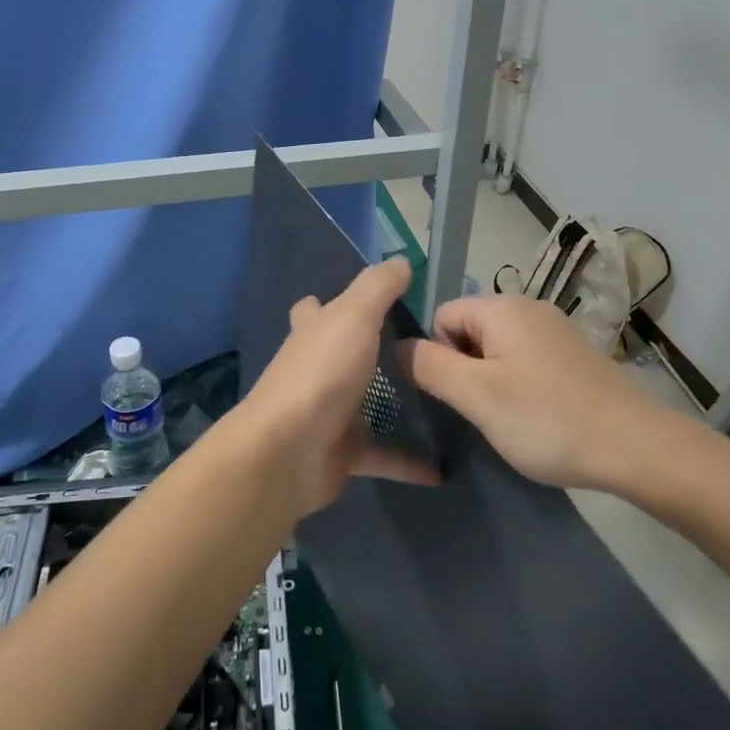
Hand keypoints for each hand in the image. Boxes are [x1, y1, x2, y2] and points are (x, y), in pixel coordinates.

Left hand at [240, 257, 440, 517]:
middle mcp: (316, 370)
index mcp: (313, 334)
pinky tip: (441, 468)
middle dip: (365, 352)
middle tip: (419, 349)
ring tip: (439, 400)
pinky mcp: (341, 454)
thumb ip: (377, 287)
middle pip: (339, 355)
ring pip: (363, 405)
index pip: (315, 309)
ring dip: (392, 406)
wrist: (288, 452)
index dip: (332, 301)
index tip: (372, 303)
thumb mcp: (353, 316)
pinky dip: (408, 462)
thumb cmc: (321, 373)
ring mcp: (327, 413)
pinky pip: (382, 456)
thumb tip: (400, 260)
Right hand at [406, 293, 671, 489]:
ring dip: (491, 380)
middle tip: (482, 410)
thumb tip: (397, 346)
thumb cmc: (547, 419)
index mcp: (501, 307)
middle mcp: (527, 307)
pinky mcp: (572, 354)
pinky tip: (535, 415)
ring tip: (508, 417)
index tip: (458, 395)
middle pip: (468, 330)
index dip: (438, 356)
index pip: (441, 316)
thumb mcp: (476, 396)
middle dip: (465, 369)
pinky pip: (524, 360)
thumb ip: (429, 366)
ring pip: (496, 349)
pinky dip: (519, 384)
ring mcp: (554, 329)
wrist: (636, 446)